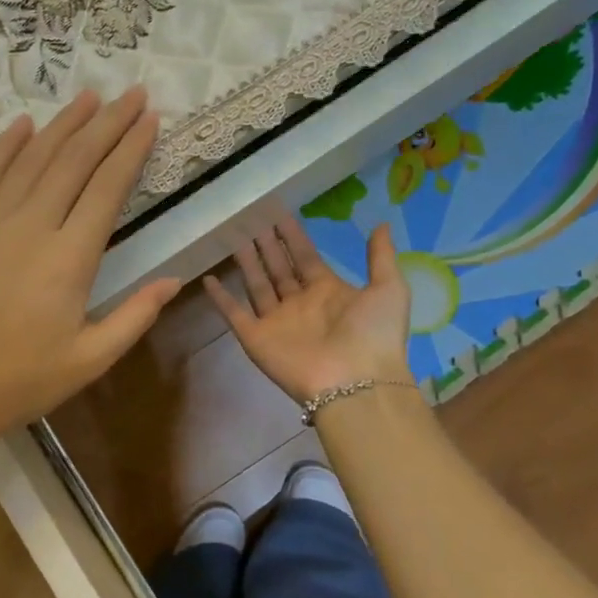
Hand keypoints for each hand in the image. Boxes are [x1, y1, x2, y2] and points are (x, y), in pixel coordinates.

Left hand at [0, 89, 179, 466]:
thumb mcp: (89, 360)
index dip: (131, 149)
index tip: (150, 119)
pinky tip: (22, 124)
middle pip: (74, 160)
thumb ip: (135, 316)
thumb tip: (174, 280)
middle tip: (131, 93)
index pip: (107, 187)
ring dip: (63, 124)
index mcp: (69, 259)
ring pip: (32, 158)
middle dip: (107, 123)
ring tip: (89, 97)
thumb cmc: (20, 382)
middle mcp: (30, 226)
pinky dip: (6, 146)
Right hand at [205, 218, 411, 404]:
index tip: (278, 214)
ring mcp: (276, 322)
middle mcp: (300, 304)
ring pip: (256, 285)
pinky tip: (207, 278)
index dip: (293, 236)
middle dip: (267, 245)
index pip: (305, 257)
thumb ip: (380, 256)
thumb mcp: (389, 288)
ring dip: (246, 263)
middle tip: (251, 219)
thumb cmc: (374, 334)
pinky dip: (220, 298)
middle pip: (278, 268)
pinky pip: (234, 314)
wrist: (356, 383)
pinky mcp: (256, 338)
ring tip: (233, 237)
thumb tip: (381, 224)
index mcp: (329, 291)